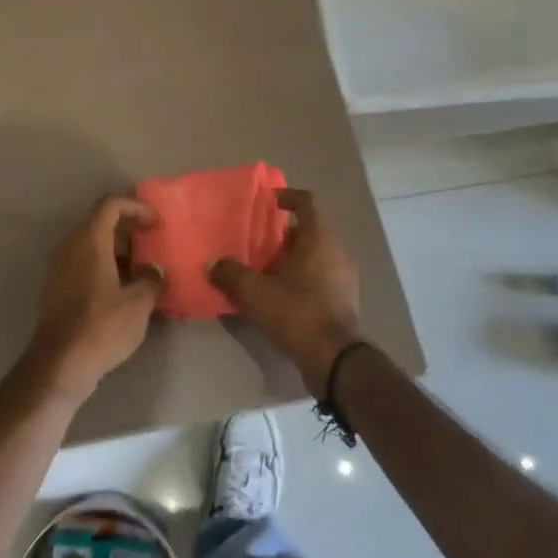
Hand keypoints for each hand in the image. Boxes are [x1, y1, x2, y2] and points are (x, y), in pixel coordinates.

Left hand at [26, 194, 162, 403]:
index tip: (157, 224)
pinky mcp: (57, 287)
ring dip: (119, 253)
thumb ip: (151, 279)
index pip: (111, 204)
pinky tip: (125, 292)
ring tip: (145, 272)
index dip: (137, 207)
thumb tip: (154, 271)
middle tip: (154, 246)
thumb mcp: (138, 302)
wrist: (60, 363)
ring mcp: (60, 266)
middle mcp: (70, 245)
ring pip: (93, 246)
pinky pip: (84, 265)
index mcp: (89, 239)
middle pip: (101, 223)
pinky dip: (106, 268)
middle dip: (130, 231)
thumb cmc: (102, 325)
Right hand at [209, 187, 362, 396]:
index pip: (307, 203)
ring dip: (290, 260)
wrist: (335, 360)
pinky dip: (300, 280)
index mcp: (319, 239)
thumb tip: (213, 264)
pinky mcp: (344, 302)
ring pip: (314, 257)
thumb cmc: (297, 313)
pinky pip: (319, 279)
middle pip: (309, 232)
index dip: (288, 197)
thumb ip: (231, 274)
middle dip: (282, 236)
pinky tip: (278, 297)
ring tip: (263, 272)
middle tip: (257, 244)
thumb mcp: (255, 293)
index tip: (269, 201)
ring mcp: (343, 278)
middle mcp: (336, 252)